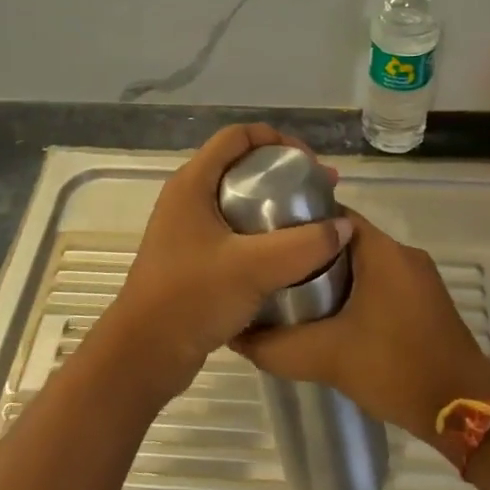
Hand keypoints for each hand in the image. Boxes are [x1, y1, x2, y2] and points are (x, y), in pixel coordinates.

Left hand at [101, 124, 352, 401]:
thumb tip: (344, 226)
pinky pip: (233, 230)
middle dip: (282, 173)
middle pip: (239, 165)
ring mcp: (187, 229)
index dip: (277, 139)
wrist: (145, 353)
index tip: (309, 163)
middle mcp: (186, 198)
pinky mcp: (192, 257)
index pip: (237, 136)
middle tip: (318, 192)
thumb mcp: (254, 268)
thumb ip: (305, 245)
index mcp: (192, 184)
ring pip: (237, 200)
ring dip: (273, 205)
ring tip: (310, 223)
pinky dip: (261, 232)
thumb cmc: (192, 298)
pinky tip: (287, 255)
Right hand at [232, 210, 489, 445]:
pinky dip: (352, 291)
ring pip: (362, 263)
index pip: (331, 214)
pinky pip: (379, 282)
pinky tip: (328, 318)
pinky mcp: (423, 302)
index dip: (295, 222)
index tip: (263, 238)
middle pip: (344, 239)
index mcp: (382, 251)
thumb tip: (235, 336)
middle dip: (307, 253)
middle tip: (269, 271)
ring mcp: (417, 278)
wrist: (466, 411)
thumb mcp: (326, 358)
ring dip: (329, 275)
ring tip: (288, 295)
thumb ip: (275, 346)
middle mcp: (402, 254)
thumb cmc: (397, 368)